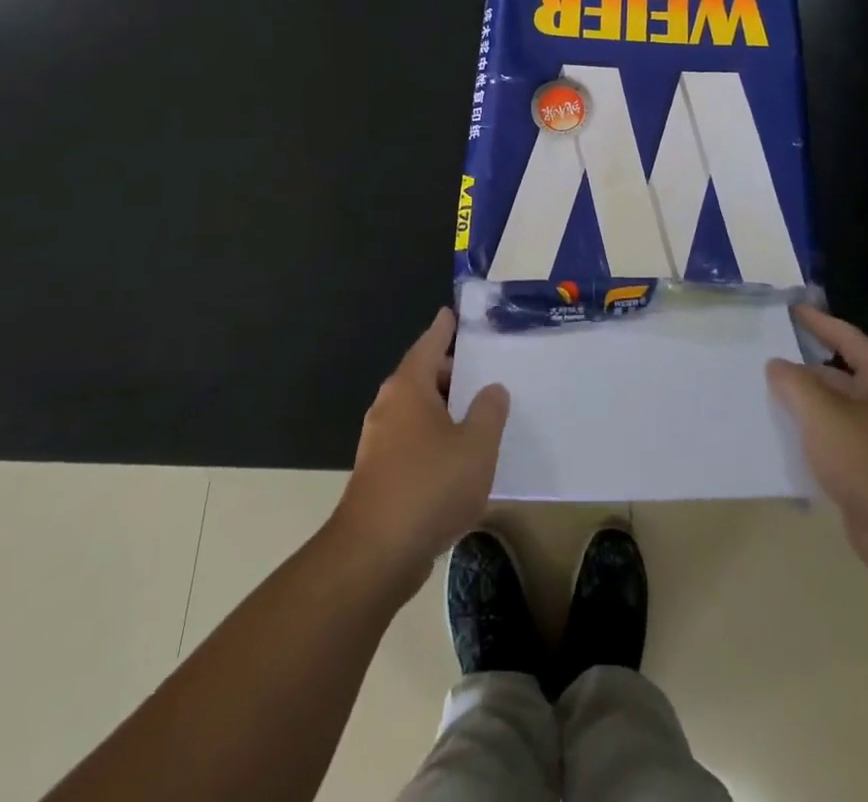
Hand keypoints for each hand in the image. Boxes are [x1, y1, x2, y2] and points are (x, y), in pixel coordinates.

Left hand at [332, 307, 508, 597]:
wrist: (375, 554)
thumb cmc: (429, 486)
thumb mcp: (476, 445)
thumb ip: (489, 411)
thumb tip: (491, 389)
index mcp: (409, 387)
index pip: (429, 343)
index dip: (444, 328)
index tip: (454, 312)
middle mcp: (389, 406)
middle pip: (423, 376)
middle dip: (452, 372)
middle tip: (485, 368)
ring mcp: (380, 441)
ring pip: (419, 411)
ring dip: (446, 408)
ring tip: (480, 412)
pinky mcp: (380, 474)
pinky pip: (414, 440)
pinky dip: (436, 437)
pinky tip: (460, 457)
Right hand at [766, 305, 867, 590]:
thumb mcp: (821, 410)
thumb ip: (792, 381)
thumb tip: (777, 366)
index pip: (848, 338)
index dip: (819, 322)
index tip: (792, 310)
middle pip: (840, 376)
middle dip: (804, 370)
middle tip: (765, 359)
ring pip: (835, 413)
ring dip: (804, 407)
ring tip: (764, 397)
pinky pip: (835, 445)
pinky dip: (811, 439)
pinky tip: (782, 441)